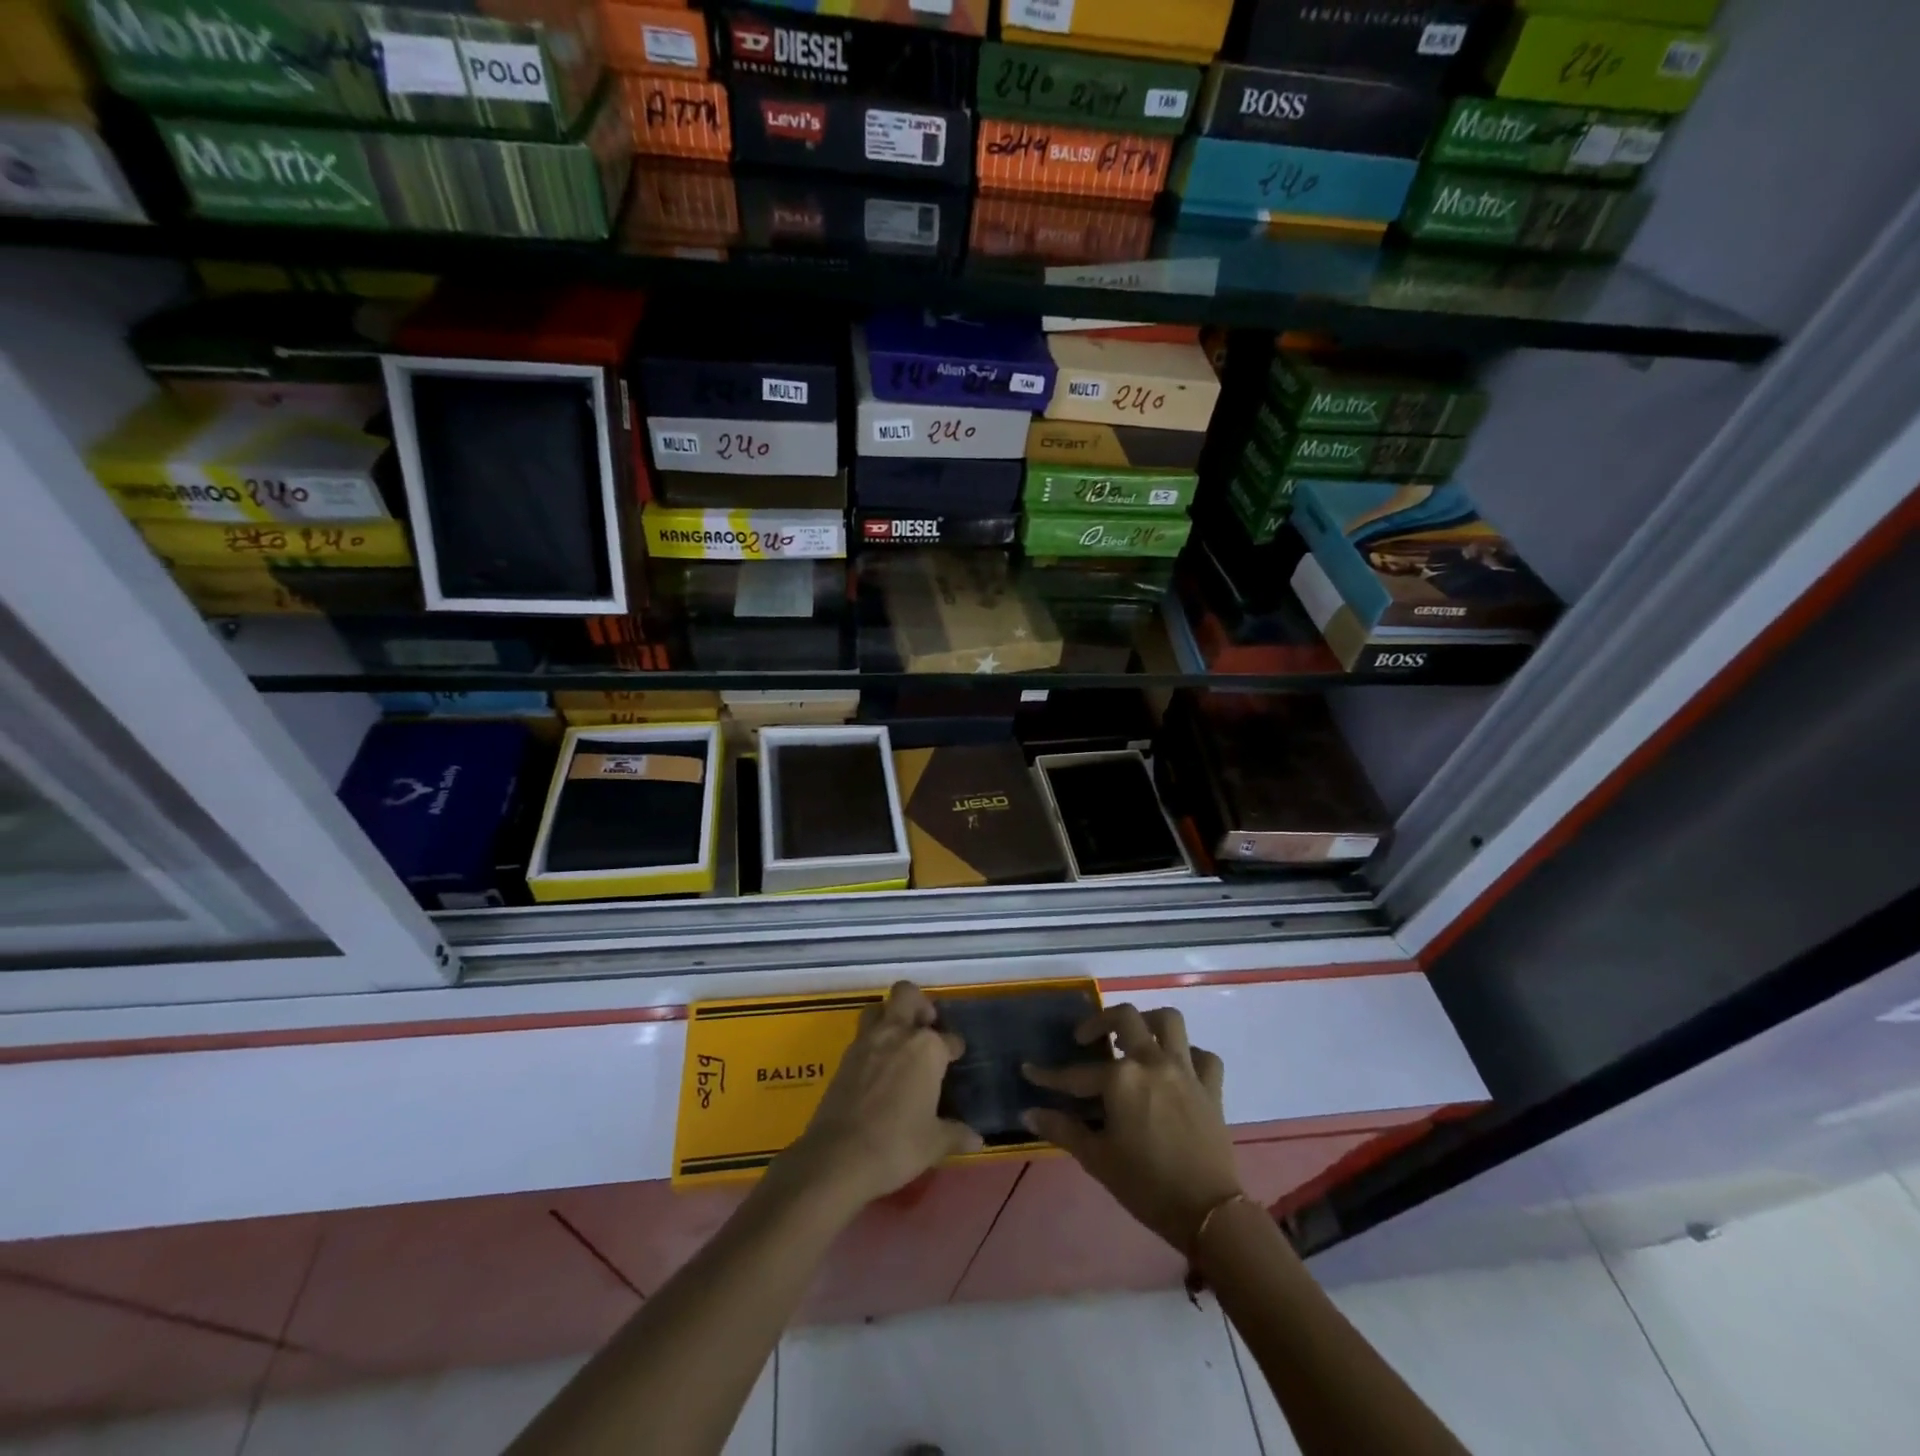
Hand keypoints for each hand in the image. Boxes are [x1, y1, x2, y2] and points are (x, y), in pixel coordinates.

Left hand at [779, 981, 981, 1214]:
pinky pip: (861, 1036)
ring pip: (878, 1009)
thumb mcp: (934, 1143)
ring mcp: (867, 1042)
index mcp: (926, 1048)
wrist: (839, 1156)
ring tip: (899, 1042)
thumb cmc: (897, 1144)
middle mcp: (897, 1033)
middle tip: (926, 1027)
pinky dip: (872, 1043)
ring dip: (889, 1017)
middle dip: (919, 1005)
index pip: (948, 1039)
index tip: (955, 1057)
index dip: (954, 1048)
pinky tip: (878, 1068)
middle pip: (907, 995)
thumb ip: (955, 1134)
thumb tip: (976, 1139)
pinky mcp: (844, 1057)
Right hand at [1024, 1005, 1242, 1252]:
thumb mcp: (1097, 1159)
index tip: (1030, 1070)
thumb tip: (1029, 1113)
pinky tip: (1176, 1067)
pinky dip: (1189, 1055)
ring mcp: (1185, 1071)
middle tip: (1087, 1039)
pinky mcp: (1211, 1087)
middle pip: (1125, 1018)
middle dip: (1100, 1021)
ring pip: (1169, 1022)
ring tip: (1134, 1037)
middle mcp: (1152, 1062)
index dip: (1049, 1075)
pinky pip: (1203, 1056)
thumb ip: (1062, 1130)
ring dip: (1148, 1021)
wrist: (1208, 1213)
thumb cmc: (1146, 1185)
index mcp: (1121, 1079)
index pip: (1076, 1073)